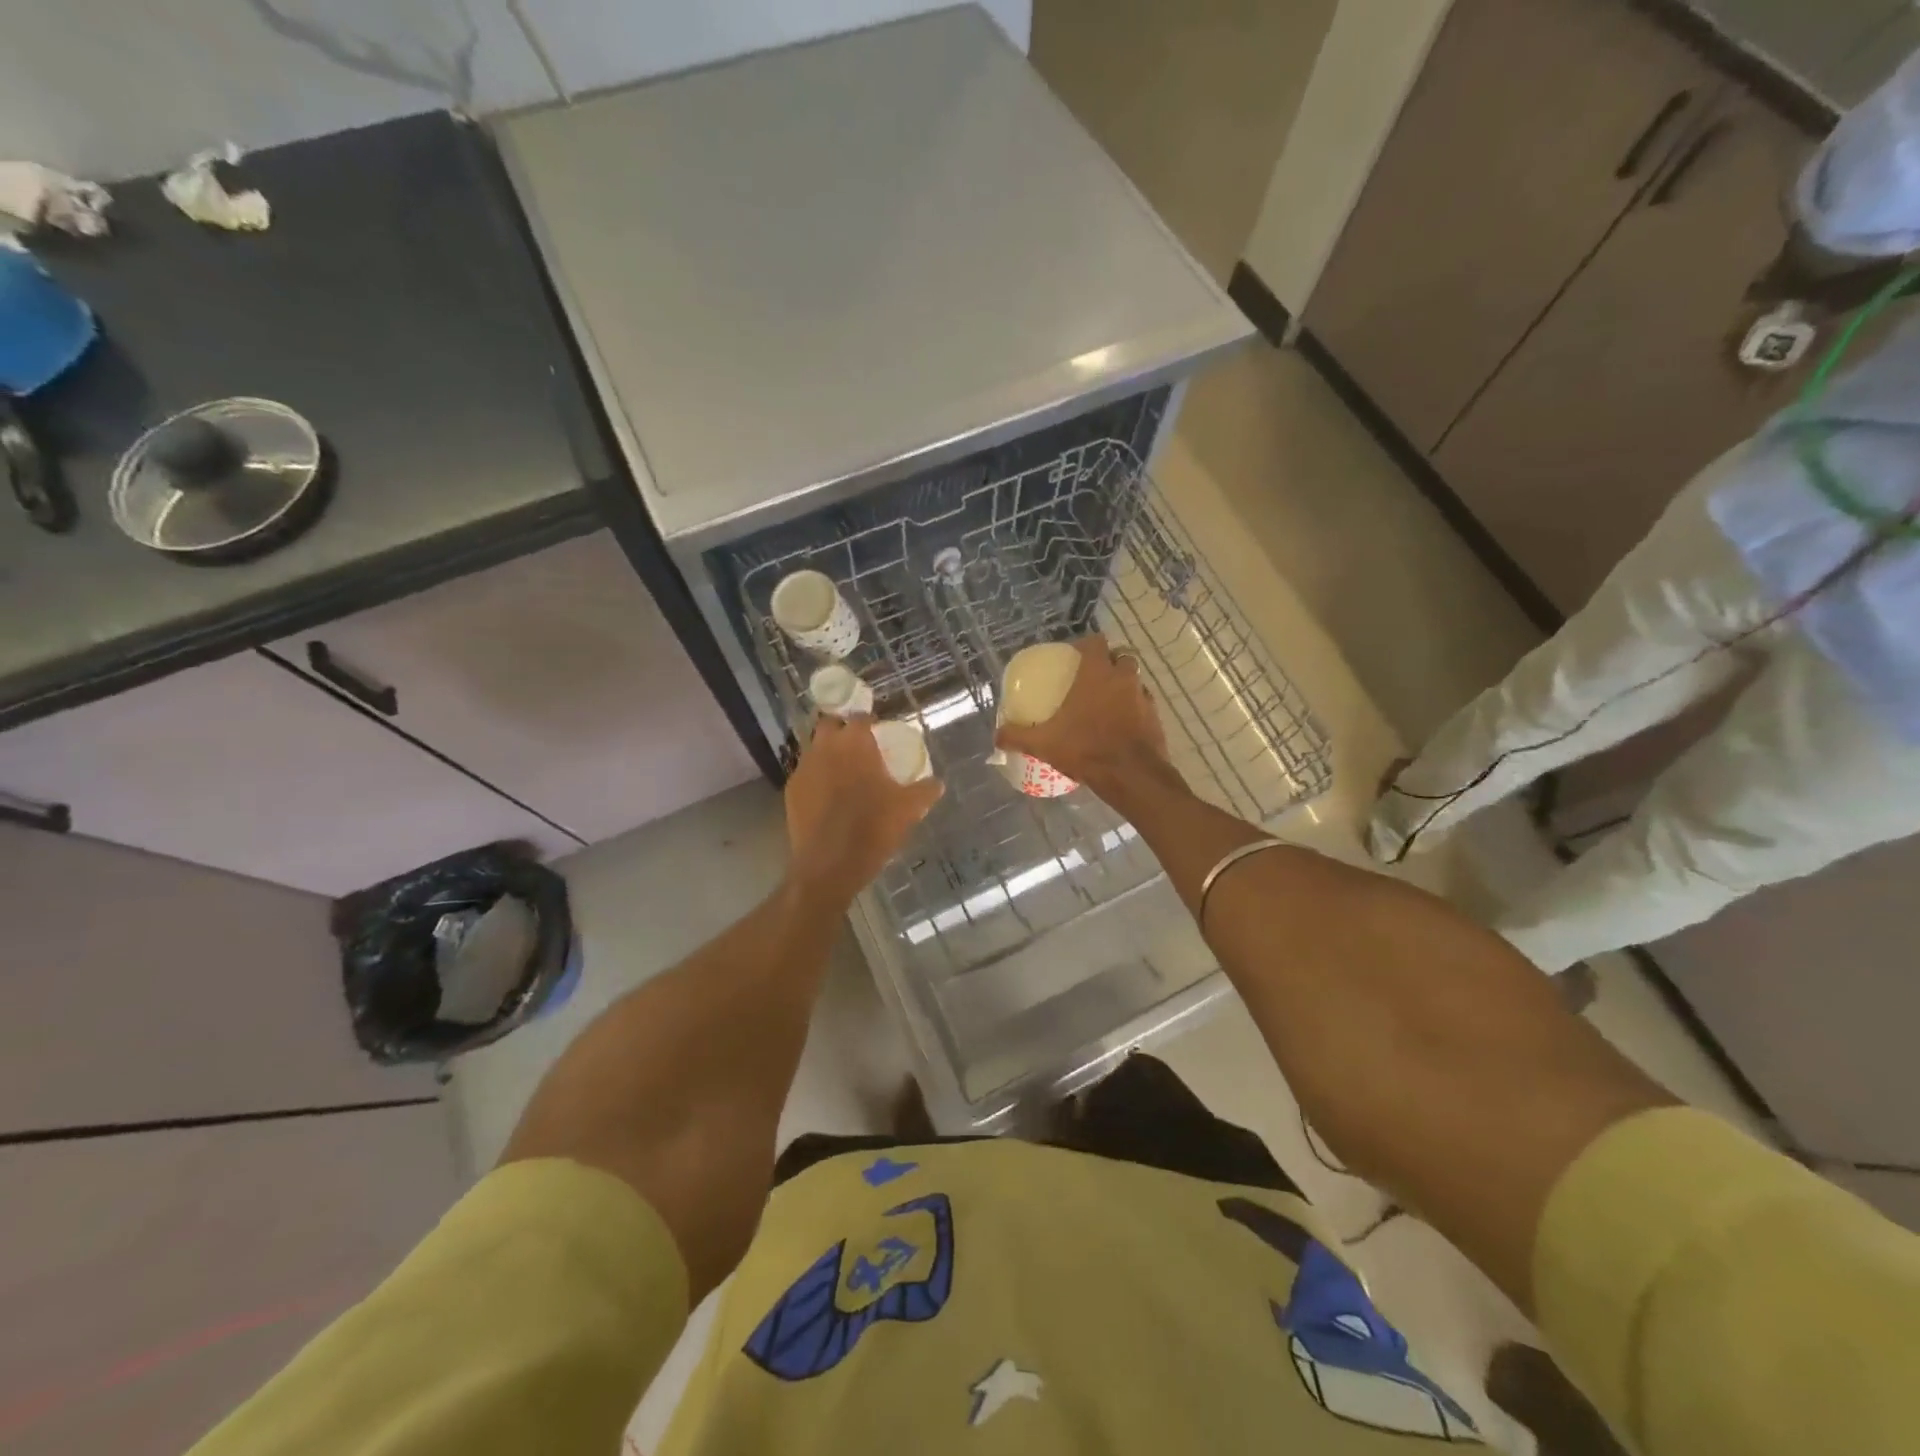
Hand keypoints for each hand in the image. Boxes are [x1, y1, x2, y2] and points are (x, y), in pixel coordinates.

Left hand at [784, 715, 942, 905]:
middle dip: (842, 730)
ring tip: (844, 773)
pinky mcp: (790, 791)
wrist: (830, 864)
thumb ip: (925, 790)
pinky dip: (817, 778)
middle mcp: (824, 748)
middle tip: (858, 747)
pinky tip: (828, 797)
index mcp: (854, 743)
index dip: (869, 722)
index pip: (860, 717)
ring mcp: (803, 769)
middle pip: (830, 725)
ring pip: (815, 749)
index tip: (878, 732)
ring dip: (828, 754)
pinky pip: (806, 775)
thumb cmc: (873, 827)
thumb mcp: (909, 809)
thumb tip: (937, 783)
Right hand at [994, 635, 1171, 795]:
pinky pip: (1143, 704)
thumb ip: (1017, 736)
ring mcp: (1143, 697)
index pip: (1095, 642)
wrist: (1131, 776)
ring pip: (1134, 680)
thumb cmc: (1086, 749)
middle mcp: (1123, 678)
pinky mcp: (1155, 717)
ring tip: (1106, 702)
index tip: (1073, 656)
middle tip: (1091, 678)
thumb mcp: (1044, 743)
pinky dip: (1133, 708)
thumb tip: (996, 737)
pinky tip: (1120, 725)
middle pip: (1120, 656)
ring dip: (1122, 685)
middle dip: (1108, 662)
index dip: (1085, 645)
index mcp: (1096, 674)